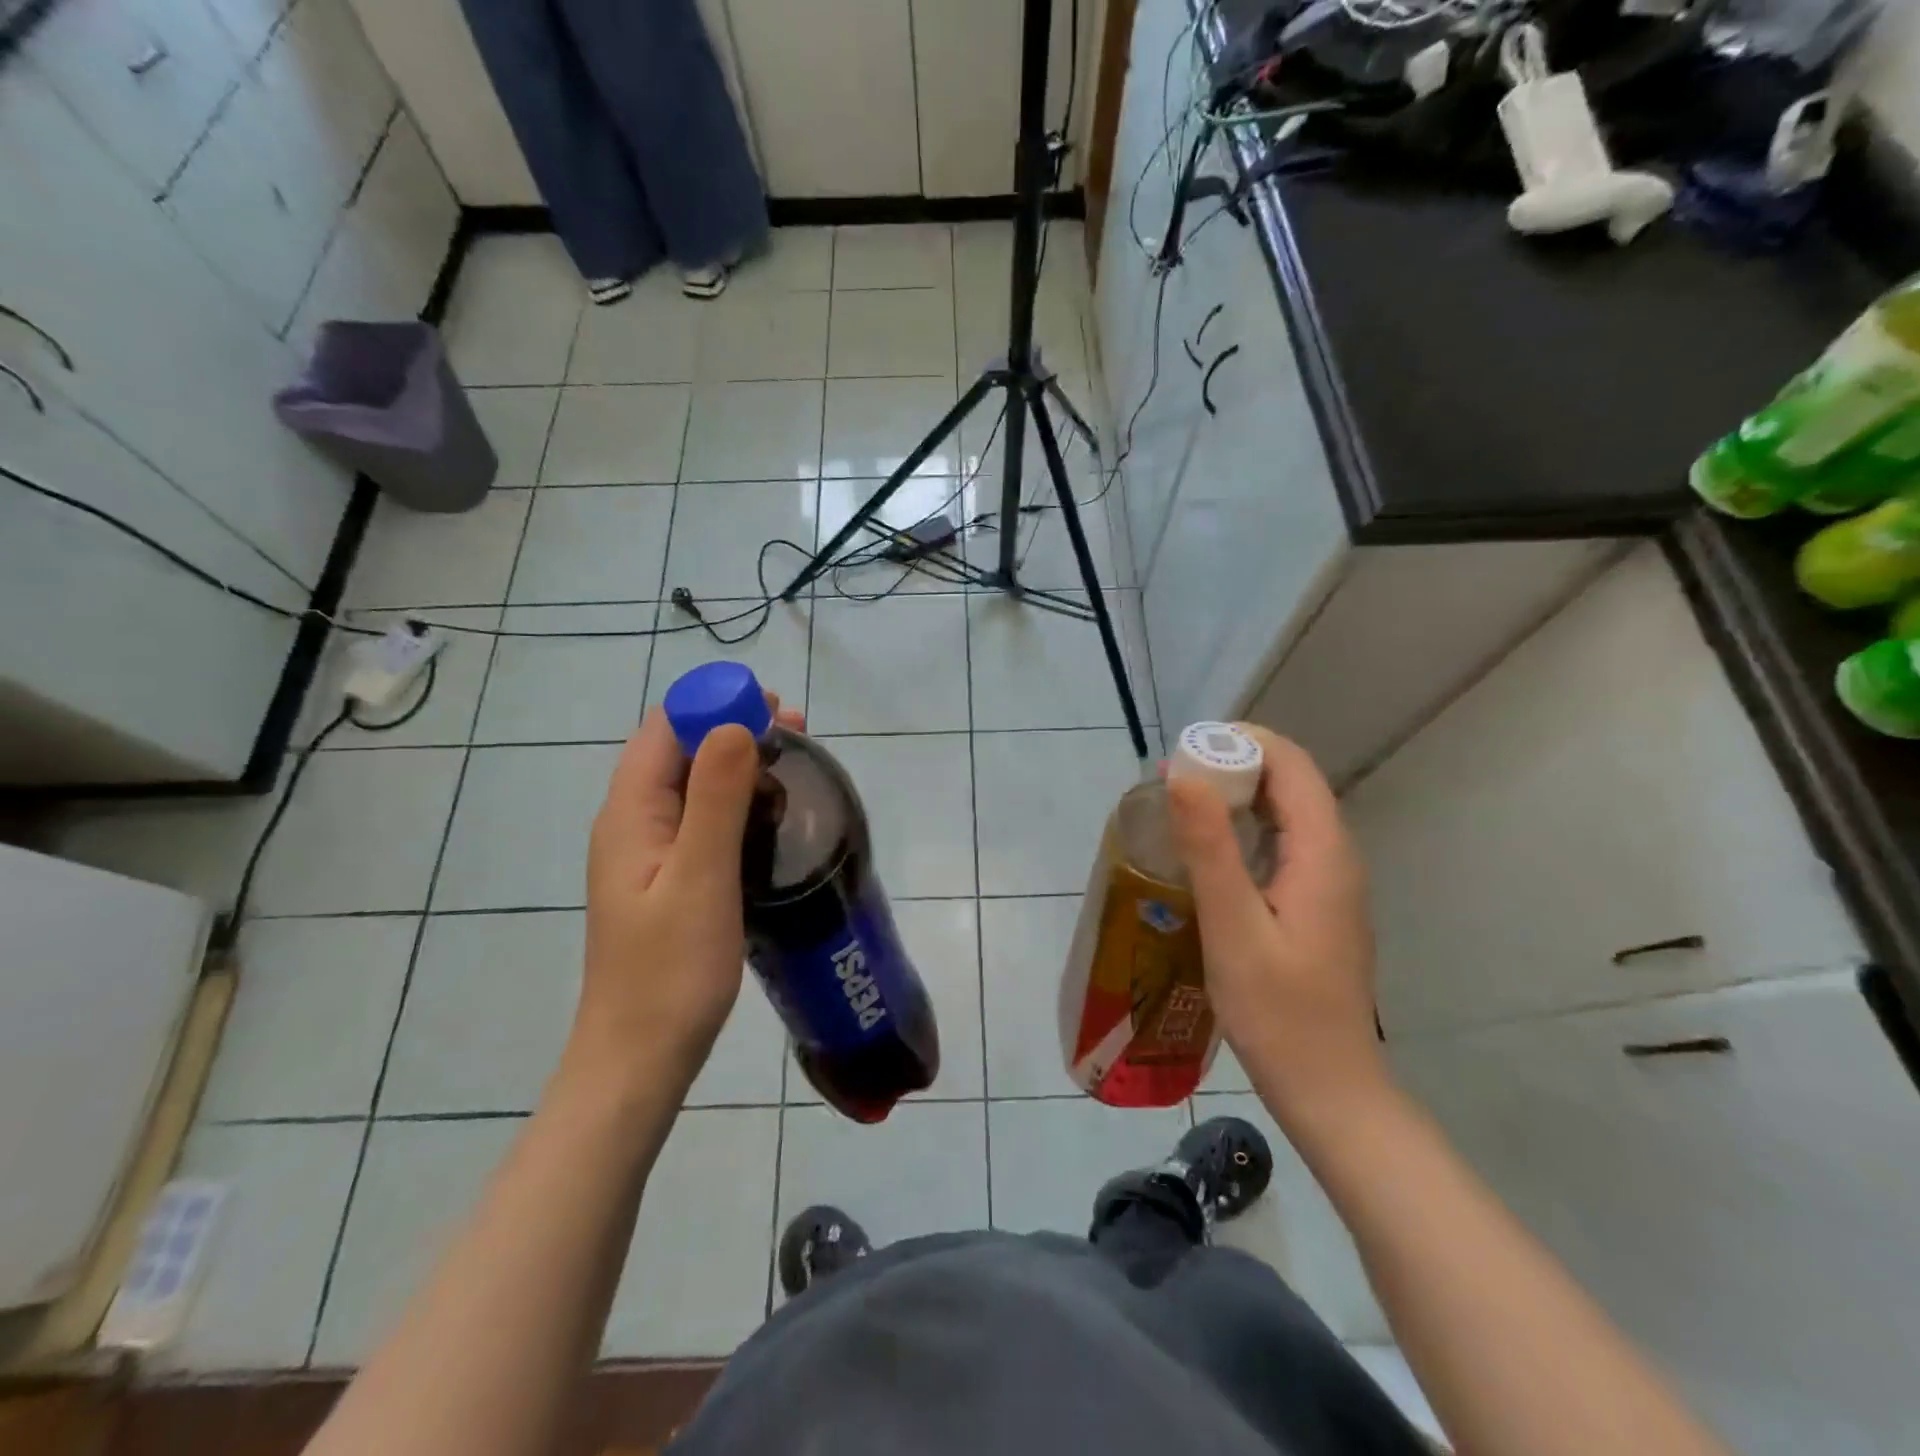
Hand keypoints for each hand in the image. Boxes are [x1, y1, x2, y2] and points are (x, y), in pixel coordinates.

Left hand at [566, 698, 800, 1097]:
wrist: (640, 1057)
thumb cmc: (671, 971)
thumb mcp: (701, 877)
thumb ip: (717, 798)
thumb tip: (736, 724)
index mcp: (631, 813)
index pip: (666, 728)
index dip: (715, 705)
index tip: (774, 709)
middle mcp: (633, 823)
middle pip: (681, 750)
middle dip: (735, 729)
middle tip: (799, 735)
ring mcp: (650, 852)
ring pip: (695, 784)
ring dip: (741, 763)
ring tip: (796, 767)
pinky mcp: (670, 877)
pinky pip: (703, 818)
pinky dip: (739, 801)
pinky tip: (773, 816)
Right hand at [1167, 726, 1388, 1126]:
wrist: (1328, 1089)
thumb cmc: (1278, 1012)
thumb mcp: (1233, 927)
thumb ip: (1210, 848)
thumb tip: (1184, 773)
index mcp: (1323, 852)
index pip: (1291, 764)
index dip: (1240, 743)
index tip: (1184, 753)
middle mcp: (1335, 856)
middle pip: (1290, 782)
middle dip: (1232, 766)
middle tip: (1171, 781)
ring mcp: (1329, 882)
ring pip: (1286, 812)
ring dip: (1236, 797)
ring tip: (1180, 808)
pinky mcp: (1316, 904)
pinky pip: (1282, 843)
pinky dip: (1244, 830)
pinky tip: (1207, 854)